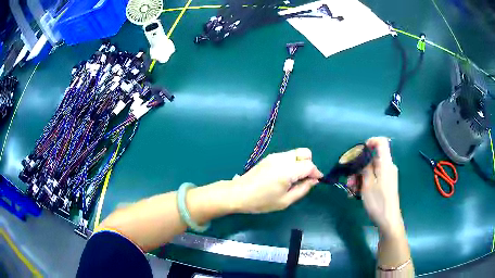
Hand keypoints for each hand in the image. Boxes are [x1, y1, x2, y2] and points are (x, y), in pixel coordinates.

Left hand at [229, 148, 322, 213]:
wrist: (238, 193)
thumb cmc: (261, 201)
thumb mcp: (285, 201)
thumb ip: (302, 189)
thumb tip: (314, 180)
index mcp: (287, 170)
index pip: (309, 165)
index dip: (316, 173)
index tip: (317, 181)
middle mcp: (282, 159)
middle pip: (304, 153)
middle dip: (309, 164)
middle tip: (305, 179)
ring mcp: (275, 156)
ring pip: (296, 153)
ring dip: (300, 163)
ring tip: (294, 179)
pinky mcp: (270, 157)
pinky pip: (287, 156)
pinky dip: (292, 163)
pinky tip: (285, 176)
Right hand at [347, 137, 403, 236]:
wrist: (388, 220)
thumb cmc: (378, 202)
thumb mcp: (368, 185)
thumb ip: (365, 169)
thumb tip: (362, 158)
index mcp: (386, 164)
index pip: (382, 142)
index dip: (370, 142)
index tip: (359, 152)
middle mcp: (387, 167)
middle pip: (372, 159)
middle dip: (358, 167)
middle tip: (349, 180)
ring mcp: (387, 176)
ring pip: (371, 170)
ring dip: (359, 178)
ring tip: (350, 191)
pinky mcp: (385, 184)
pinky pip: (373, 178)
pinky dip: (364, 183)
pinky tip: (355, 194)